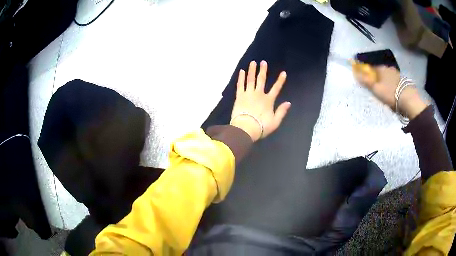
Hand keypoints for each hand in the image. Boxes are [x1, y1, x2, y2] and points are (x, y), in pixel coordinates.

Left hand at [230, 60, 290, 141]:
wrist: (245, 129)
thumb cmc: (261, 127)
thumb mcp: (275, 122)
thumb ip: (282, 111)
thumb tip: (288, 103)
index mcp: (268, 100)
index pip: (276, 88)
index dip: (280, 80)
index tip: (283, 72)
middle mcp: (258, 94)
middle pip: (261, 80)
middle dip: (263, 70)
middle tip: (263, 62)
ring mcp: (248, 94)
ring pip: (250, 79)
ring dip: (252, 70)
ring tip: (252, 62)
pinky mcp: (239, 96)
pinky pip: (240, 85)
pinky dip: (241, 78)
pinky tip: (241, 71)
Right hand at [354, 66, 427, 119]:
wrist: (408, 99)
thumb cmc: (390, 93)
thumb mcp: (376, 89)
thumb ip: (366, 81)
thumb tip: (355, 73)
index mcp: (381, 68)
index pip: (371, 67)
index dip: (369, 73)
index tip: (368, 80)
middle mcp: (389, 68)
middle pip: (381, 71)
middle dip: (378, 77)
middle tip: (378, 87)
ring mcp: (397, 73)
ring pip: (389, 75)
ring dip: (387, 80)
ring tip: (386, 90)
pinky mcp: (403, 80)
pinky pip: (395, 80)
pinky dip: (393, 84)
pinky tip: (394, 91)